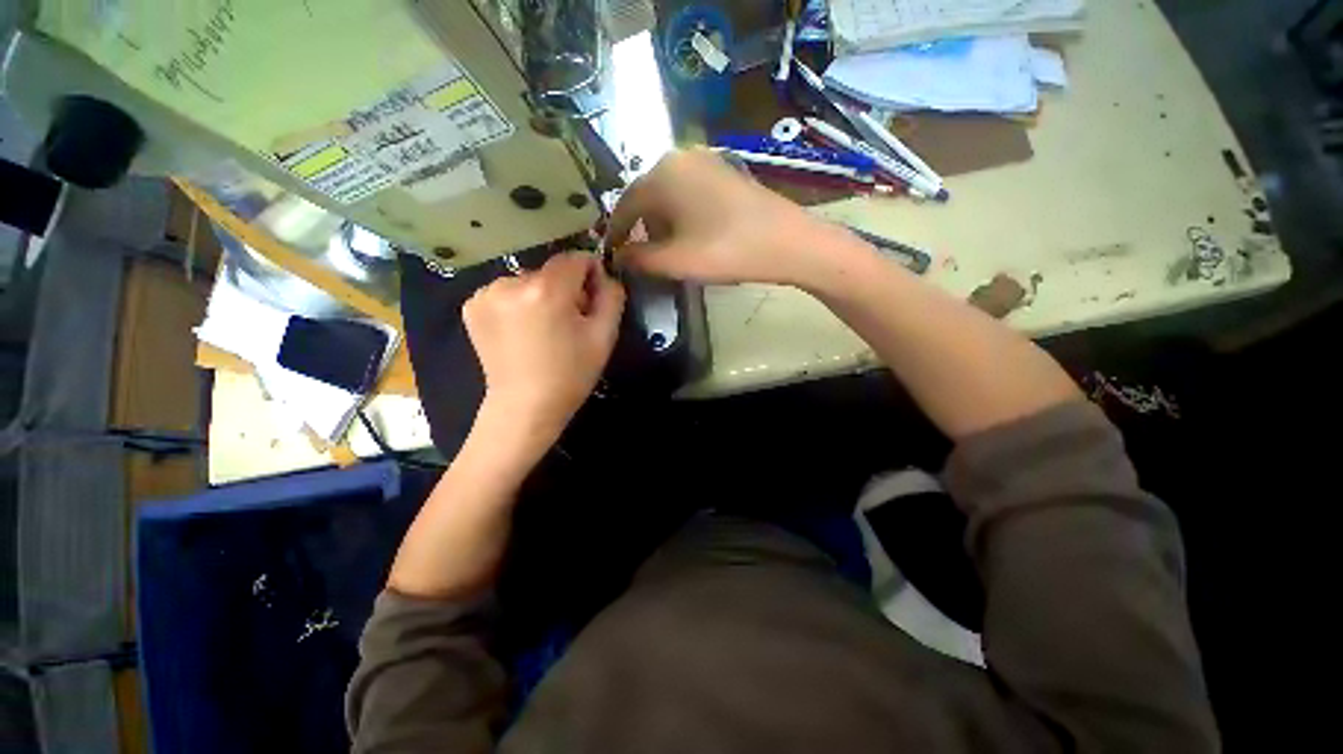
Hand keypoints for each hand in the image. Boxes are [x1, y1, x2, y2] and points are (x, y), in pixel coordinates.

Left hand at [463, 252, 624, 451]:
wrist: (525, 407)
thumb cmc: (571, 374)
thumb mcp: (604, 336)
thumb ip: (612, 295)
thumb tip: (604, 274)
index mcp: (547, 290)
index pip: (575, 258)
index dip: (590, 274)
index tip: (593, 298)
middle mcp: (511, 282)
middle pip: (551, 271)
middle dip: (565, 289)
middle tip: (569, 323)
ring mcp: (486, 293)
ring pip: (529, 281)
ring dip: (540, 296)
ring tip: (543, 330)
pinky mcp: (472, 305)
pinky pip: (507, 292)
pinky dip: (518, 304)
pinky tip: (521, 331)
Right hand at [606, 148, 848, 286]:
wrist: (787, 242)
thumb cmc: (725, 250)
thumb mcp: (674, 261)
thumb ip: (638, 259)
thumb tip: (617, 257)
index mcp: (661, 174)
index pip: (625, 205)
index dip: (617, 234)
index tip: (613, 257)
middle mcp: (679, 157)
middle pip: (646, 197)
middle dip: (640, 229)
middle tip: (642, 258)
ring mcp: (705, 160)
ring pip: (668, 194)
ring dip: (661, 223)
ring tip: (667, 249)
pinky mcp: (725, 170)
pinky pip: (689, 191)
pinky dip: (682, 214)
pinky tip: (692, 234)